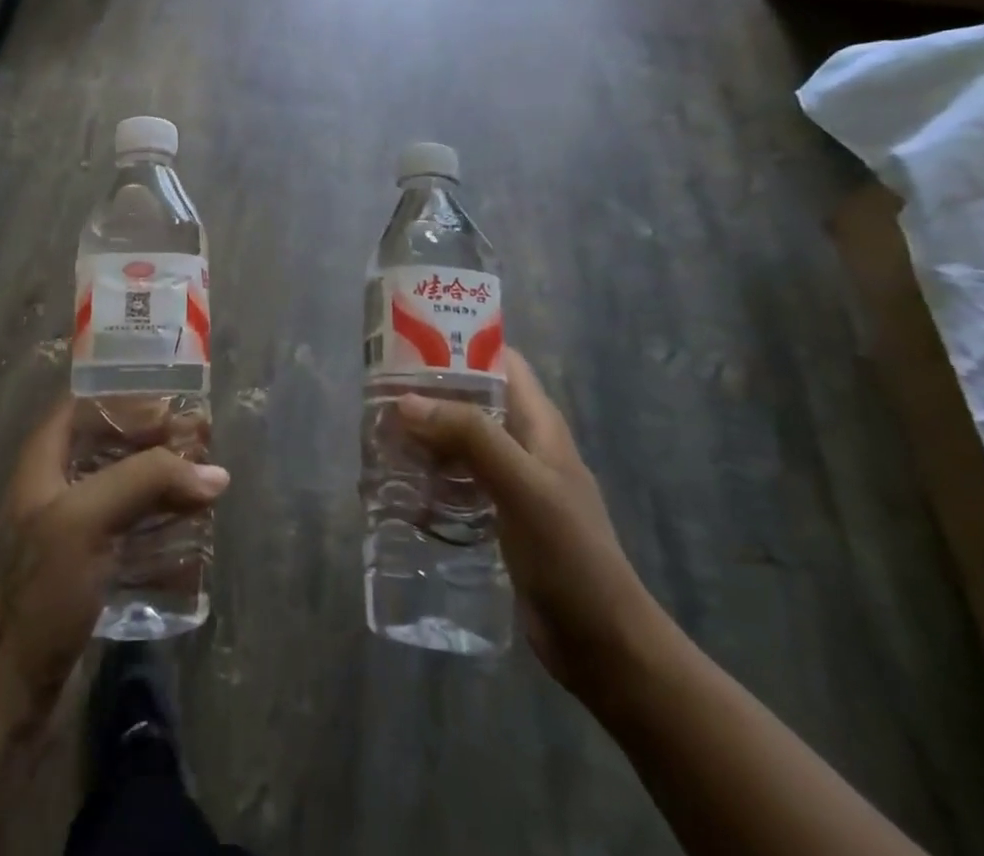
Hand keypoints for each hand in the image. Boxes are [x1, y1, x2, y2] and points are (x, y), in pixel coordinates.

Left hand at [0, 396, 230, 735]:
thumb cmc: (35, 594)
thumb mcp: (86, 519)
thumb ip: (147, 481)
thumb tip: (214, 473)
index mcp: (41, 466)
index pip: (81, 408)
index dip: (124, 401)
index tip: (171, 406)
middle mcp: (55, 493)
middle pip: (108, 449)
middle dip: (154, 443)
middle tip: (201, 445)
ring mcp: (70, 539)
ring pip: (122, 495)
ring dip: (162, 487)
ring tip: (205, 487)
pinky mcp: (86, 580)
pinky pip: (130, 541)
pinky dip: (161, 532)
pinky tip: (192, 539)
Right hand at [397, 348, 662, 691]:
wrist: (603, 645)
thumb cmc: (571, 555)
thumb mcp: (522, 485)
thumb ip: (470, 437)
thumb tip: (406, 401)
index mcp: (539, 423)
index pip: (501, 361)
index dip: (461, 342)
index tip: (410, 339)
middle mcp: (524, 444)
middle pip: (472, 400)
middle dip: (430, 392)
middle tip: (380, 391)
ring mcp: (512, 482)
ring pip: (461, 441)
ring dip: (425, 434)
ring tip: (379, 432)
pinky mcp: (499, 517)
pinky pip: (458, 480)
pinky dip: (431, 474)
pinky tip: (399, 482)